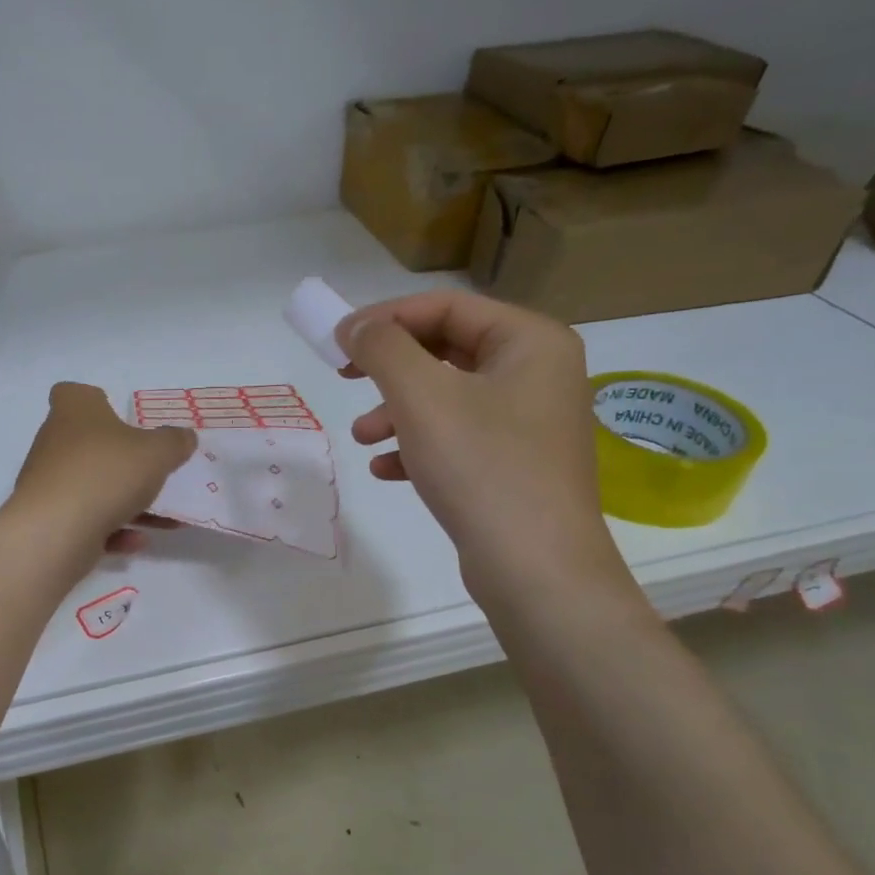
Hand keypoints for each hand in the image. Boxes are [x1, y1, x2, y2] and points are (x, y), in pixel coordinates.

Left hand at [10, 382, 196, 557]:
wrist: (54, 532)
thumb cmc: (106, 474)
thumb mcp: (156, 453)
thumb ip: (174, 442)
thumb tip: (185, 436)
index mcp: (74, 411)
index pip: (74, 393)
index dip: (96, 401)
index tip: (121, 418)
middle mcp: (54, 442)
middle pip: (89, 444)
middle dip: (122, 460)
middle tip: (154, 471)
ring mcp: (48, 482)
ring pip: (93, 486)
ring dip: (127, 502)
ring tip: (165, 519)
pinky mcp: (47, 519)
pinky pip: (86, 519)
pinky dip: (111, 529)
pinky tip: (137, 541)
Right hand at [336, 291, 630, 610]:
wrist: (536, 568)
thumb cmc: (481, 467)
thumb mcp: (421, 397)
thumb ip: (383, 348)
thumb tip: (355, 326)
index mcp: (530, 341)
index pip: (446, 306)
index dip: (385, 317)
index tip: (336, 341)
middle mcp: (537, 372)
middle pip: (445, 349)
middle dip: (389, 368)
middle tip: (344, 377)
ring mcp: (529, 421)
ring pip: (446, 397)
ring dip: (396, 411)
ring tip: (361, 438)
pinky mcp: (515, 463)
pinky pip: (457, 438)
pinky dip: (417, 445)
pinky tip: (387, 469)